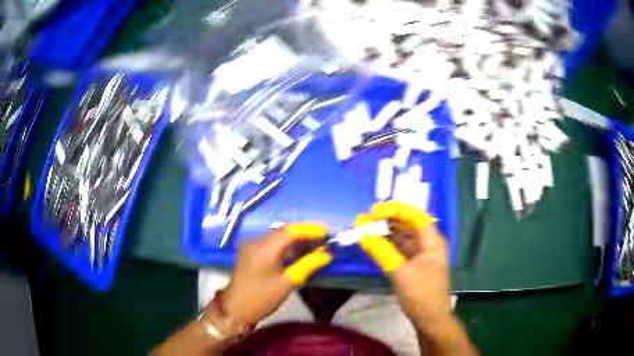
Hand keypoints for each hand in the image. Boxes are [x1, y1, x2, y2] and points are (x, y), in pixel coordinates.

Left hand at [222, 223, 332, 330]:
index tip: (327, 233)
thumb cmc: (262, 298)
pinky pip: (271, 243)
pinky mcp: (250, 252)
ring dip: (296, 240)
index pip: (290, 230)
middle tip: (324, 240)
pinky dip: (285, 246)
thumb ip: (308, 265)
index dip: (310, 230)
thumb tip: (327, 254)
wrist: (235, 308)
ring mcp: (251, 246)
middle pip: (284, 231)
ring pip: (278, 237)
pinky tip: (298, 252)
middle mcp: (256, 241)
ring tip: (315, 245)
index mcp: (264, 248)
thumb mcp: (288, 282)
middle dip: (305, 234)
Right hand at [356, 201, 451, 328]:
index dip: (394, 209)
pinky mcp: (413, 262)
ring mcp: (421, 252)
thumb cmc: (420, 295)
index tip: (372, 213)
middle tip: (364, 220)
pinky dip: (386, 244)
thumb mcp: (400, 273)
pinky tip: (372, 242)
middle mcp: (428, 242)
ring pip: (402, 235)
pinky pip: (399, 247)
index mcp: (432, 241)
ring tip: (364, 229)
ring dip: (384, 231)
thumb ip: (381, 251)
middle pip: (407, 223)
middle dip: (386, 219)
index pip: (414, 215)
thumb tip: (362, 233)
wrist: (430, 318)